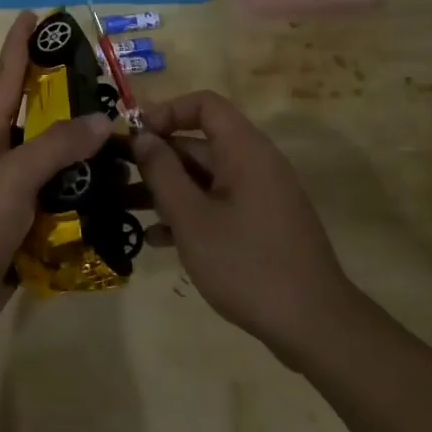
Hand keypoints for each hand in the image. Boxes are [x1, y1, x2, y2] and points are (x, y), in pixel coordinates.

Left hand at [0, 11, 113, 342]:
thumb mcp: (12, 176)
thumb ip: (56, 146)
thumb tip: (102, 119)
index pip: (8, 75)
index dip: (20, 43)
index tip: (35, 14)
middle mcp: (4, 155)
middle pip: (43, 118)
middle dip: (74, 101)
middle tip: (116, 89)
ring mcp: (15, 192)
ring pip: (60, 164)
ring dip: (91, 158)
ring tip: (134, 149)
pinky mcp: (28, 226)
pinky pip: (65, 204)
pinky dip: (90, 201)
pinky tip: (123, 202)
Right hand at [131, 91, 357, 363]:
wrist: (314, 326)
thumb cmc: (247, 263)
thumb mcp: (192, 218)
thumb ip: (162, 172)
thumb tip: (142, 136)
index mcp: (244, 150)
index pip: (205, 105)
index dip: (167, 112)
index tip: (136, 137)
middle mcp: (255, 164)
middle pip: (200, 144)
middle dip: (157, 158)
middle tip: (117, 177)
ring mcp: (261, 196)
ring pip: (205, 178)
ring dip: (167, 190)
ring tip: (126, 208)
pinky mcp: (262, 226)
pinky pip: (219, 205)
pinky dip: (190, 214)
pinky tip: (157, 240)